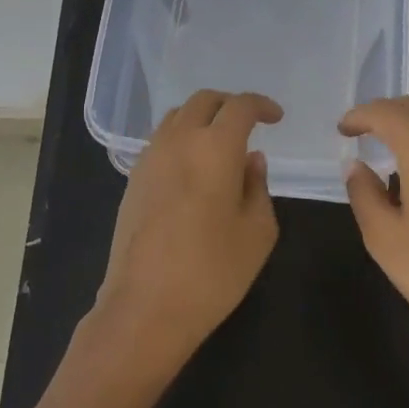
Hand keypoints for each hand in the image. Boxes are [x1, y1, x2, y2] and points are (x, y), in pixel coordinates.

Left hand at [92, 90, 282, 373]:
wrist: (144, 307)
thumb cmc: (212, 272)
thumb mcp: (257, 232)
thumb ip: (258, 186)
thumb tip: (251, 160)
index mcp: (215, 147)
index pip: (240, 106)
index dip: (261, 105)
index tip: (275, 117)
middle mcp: (179, 140)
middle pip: (203, 101)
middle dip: (229, 105)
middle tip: (248, 123)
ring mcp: (150, 157)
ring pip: (177, 116)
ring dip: (202, 119)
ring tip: (219, 144)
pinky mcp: (133, 178)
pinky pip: (161, 140)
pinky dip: (181, 139)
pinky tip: (193, 168)